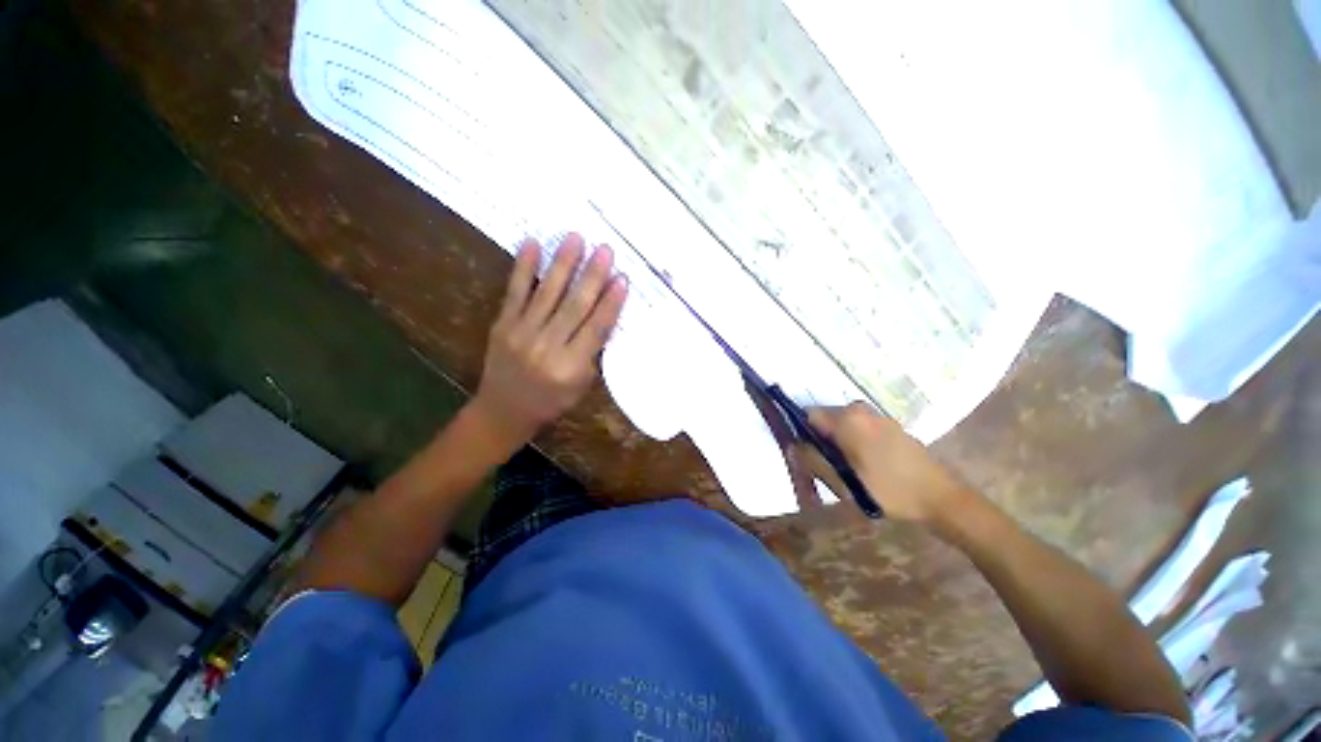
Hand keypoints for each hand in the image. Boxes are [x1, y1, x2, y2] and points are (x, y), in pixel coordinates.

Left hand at [468, 234, 627, 453]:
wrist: (504, 410)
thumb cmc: (551, 401)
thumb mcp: (581, 385)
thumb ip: (592, 352)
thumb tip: (604, 315)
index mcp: (570, 367)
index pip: (595, 329)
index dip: (610, 303)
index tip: (623, 278)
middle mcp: (546, 347)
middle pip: (574, 306)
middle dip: (592, 276)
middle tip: (605, 249)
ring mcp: (521, 333)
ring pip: (547, 293)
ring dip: (562, 264)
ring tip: (575, 237)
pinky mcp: (502, 324)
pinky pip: (515, 292)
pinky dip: (523, 268)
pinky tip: (532, 244)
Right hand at [805, 402, 970, 524]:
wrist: (942, 498)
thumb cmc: (890, 491)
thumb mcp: (844, 482)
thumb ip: (814, 461)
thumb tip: (791, 446)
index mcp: (847, 419)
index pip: (808, 415)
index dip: (802, 433)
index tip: (806, 455)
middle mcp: (860, 410)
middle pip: (825, 419)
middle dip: (820, 439)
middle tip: (827, 467)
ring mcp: (877, 416)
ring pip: (841, 424)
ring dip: (837, 442)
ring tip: (846, 469)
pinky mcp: (889, 424)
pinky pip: (858, 427)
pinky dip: (853, 440)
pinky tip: (864, 464)